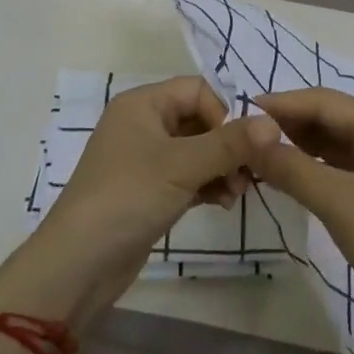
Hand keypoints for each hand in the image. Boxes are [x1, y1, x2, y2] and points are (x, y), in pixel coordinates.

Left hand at [0, 77, 277, 326]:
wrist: (79, 264)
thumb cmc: (128, 197)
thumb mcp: (182, 166)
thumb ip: (230, 143)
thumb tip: (273, 123)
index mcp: (143, 104)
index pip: (197, 90)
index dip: (224, 113)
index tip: (241, 146)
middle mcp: (143, 124)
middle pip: (200, 119)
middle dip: (229, 145)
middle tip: (251, 175)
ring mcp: (146, 159)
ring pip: (198, 150)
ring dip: (223, 167)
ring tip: (237, 194)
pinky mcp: (150, 190)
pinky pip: (189, 175)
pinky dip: (209, 184)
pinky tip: (224, 203)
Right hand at [244, 88, 353, 323]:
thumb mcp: (338, 202)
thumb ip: (291, 167)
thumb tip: (249, 136)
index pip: (324, 101)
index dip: (282, 104)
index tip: (240, 111)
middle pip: (329, 118)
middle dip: (288, 124)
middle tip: (243, 136)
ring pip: (332, 142)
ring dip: (297, 146)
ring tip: (257, 153)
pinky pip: (339, 165)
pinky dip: (311, 166)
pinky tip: (286, 174)